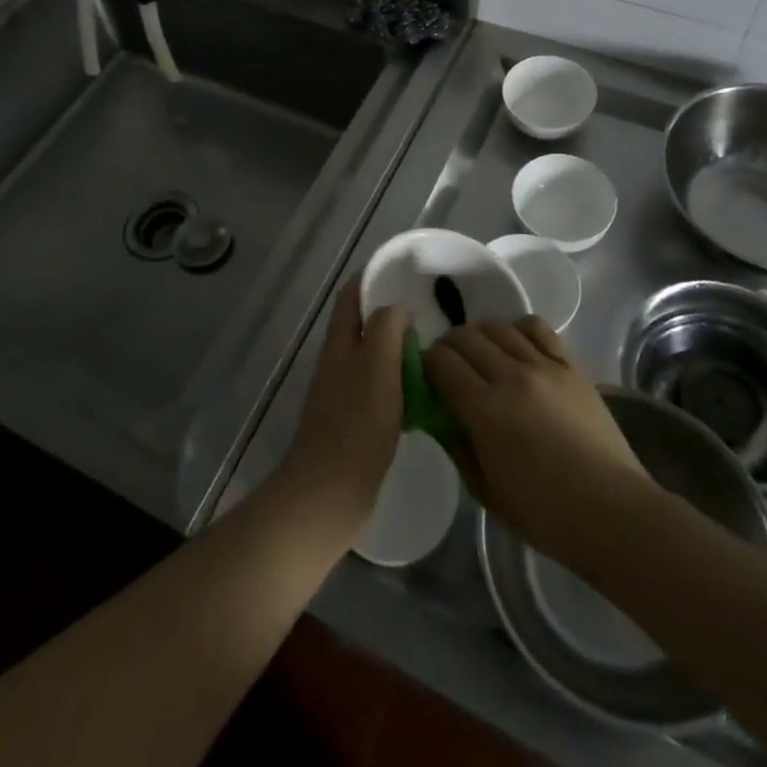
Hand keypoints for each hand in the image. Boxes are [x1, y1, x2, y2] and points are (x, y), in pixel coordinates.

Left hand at [271, 276, 408, 551]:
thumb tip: (397, 309)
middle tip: (434, 310)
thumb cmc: (355, 425)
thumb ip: (385, 329)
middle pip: (364, 324)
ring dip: (401, 348)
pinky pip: (382, 388)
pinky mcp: (357, 422)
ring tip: (438, 346)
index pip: (352, 295)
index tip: (407, 271)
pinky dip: (402, 381)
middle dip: (393, 313)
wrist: (329, 494)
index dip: (373, 277)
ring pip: (376, 357)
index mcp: (339, 343)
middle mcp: (339, 361)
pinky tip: (427, 391)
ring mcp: (346, 392)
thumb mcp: (375, 366)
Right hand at [425, 318, 658, 564]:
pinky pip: (536, 327)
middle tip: (449, 368)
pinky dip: (517, 328)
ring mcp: (544, 366)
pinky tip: (515, 346)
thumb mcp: (485, 491)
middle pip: (465, 337)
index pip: (441, 362)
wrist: (612, 512)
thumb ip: (457, 446)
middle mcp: (511, 376)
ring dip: (480, 336)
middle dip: (449, 348)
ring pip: (498, 327)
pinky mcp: (570, 365)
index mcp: (485, 410)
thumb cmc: (545, 514)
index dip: (427, 365)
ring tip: (481, 355)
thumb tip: (441, 415)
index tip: (428, 379)